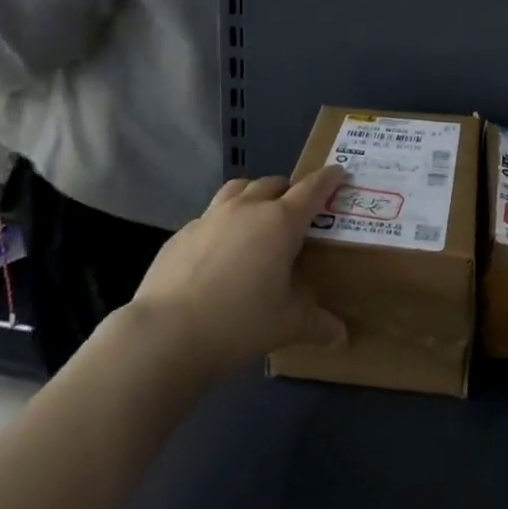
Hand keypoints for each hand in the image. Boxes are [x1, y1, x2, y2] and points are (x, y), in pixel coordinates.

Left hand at [128, 166, 347, 378]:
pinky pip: (209, 216)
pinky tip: (218, 250)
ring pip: (238, 189)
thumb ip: (316, 323)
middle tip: (295, 209)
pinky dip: (222, 222)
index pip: (311, 190)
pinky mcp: (181, 234)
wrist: (166, 333)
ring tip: (256, 215)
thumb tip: (341, 336)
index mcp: (279, 222)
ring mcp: (210, 217)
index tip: (338, 172)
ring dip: (252, 195)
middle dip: (288, 190)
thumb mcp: (286, 325)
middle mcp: (246, 209)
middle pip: (273, 184)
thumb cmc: (239, 323)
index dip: (327, 180)